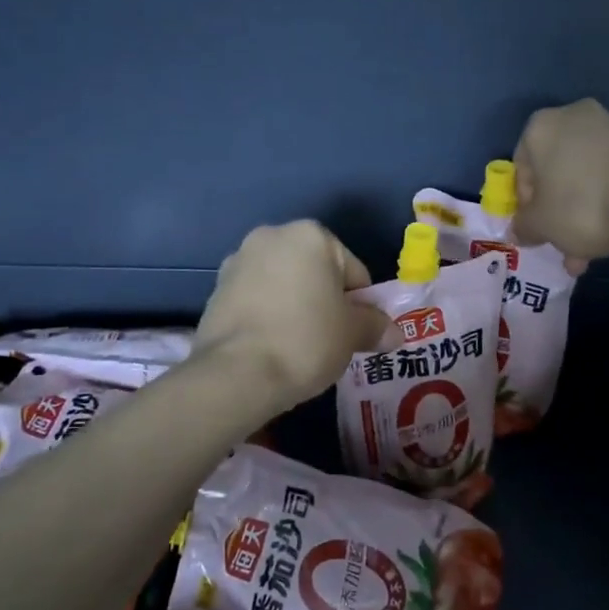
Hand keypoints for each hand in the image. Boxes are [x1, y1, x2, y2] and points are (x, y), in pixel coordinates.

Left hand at [196, 222, 389, 414]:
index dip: (361, 305)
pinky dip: (268, 317)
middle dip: (325, 301)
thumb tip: (393, 333)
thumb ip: (375, 326)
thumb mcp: (353, 334)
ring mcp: (237, 262)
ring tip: (298, 347)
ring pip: (284, 286)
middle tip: (330, 340)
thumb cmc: (306, 340)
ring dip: (295, 307)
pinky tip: (272, 347)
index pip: (354, 272)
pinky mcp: (215, 291)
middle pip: (315, 273)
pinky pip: (256, 301)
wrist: (237, 374)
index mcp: (311, 235)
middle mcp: (271, 236)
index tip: (356, 333)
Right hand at [511, 100, 608, 263]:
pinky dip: (606, 201)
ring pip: (584, 177)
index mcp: (541, 127)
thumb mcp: (540, 225)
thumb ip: (523, 226)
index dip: (525, 203)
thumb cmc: (579, 206)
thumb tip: (519, 230)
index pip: (521, 167)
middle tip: (561, 243)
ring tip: (587, 253)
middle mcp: (575, 117)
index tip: (535, 227)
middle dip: (557, 211)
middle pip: (556, 172)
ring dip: (581, 212)